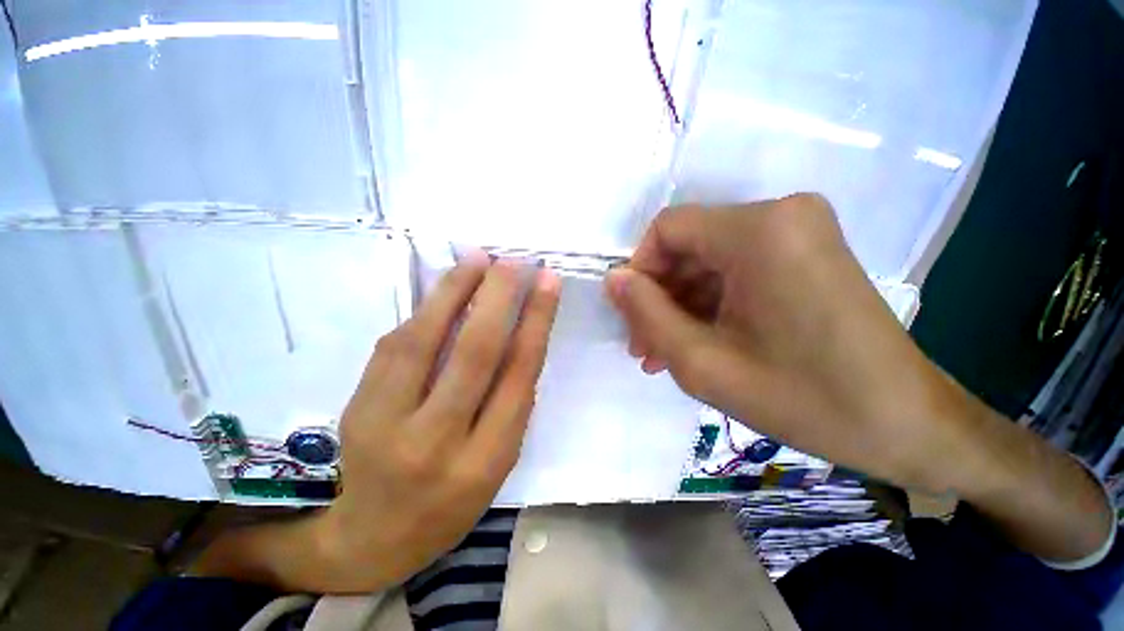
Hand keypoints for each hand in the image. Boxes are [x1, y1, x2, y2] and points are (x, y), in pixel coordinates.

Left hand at [313, 255, 560, 590]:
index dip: (536, 321)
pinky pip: (395, 346)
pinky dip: (424, 311)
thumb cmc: (449, 502)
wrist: (369, 539)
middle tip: (514, 261)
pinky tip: (444, 290)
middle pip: (474, 353)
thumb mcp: (497, 461)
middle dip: (498, 297)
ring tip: (477, 258)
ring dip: (454, 291)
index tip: (547, 282)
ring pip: (425, 340)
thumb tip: (520, 334)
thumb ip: (511, 402)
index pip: (519, 374)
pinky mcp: (356, 407)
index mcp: (486, 459)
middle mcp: (439, 440)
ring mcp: (387, 423)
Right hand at [605, 194, 973, 493]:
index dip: (639, 270)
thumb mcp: (701, 362)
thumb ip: (646, 314)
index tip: (633, 316)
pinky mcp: (806, 254)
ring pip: (708, 262)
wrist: (908, 426)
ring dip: (681, 306)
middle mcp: (781, 215)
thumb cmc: (804, 399)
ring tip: (666, 355)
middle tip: (647, 348)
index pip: (667, 228)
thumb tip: (614, 279)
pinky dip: (710, 304)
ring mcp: (798, 233)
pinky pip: (736, 271)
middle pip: (688, 247)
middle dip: (659, 297)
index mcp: (758, 231)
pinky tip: (698, 342)